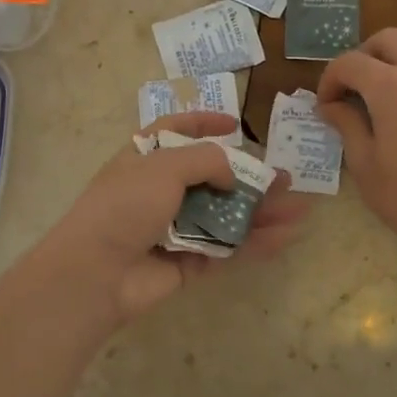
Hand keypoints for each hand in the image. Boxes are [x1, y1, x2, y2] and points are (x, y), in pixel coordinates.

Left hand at [37, 111, 310, 325]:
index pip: (175, 131)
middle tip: (284, 178)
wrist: (97, 272)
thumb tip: (232, 176)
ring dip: (260, 212)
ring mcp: (174, 228)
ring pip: (224, 216)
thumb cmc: (125, 205)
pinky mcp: (186, 263)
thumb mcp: (164, 166)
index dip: (203, 123)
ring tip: (300, 209)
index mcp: (145, 159)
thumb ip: (207, 160)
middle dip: (248, 178)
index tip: (234, 124)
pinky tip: (284, 237)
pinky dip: (253, 243)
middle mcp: (159, 191)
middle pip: (211, 179)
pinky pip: (225, 248)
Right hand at [317, 30, 396, 264]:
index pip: (350, 63)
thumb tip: (332, 106)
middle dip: (363, 57)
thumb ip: (347, 125)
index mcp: (391, 88)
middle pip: (388, 40)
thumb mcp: (364, 165)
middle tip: (353, 88)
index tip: (326, 105)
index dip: (330, 79)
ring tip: (391, 79)